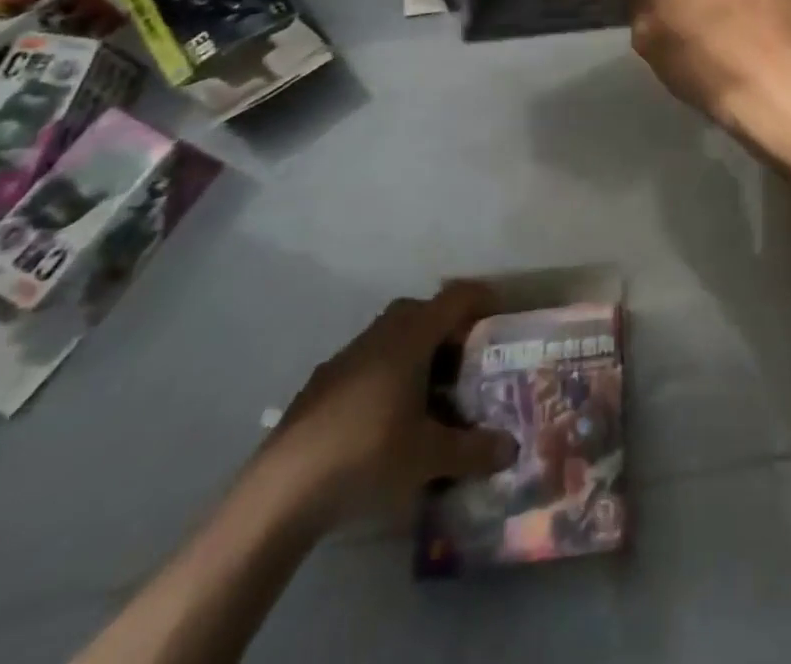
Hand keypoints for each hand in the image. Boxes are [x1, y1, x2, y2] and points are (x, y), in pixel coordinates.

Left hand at [261, 285, 516, 528]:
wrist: (278, 494)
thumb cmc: (366, 456)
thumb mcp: (429, 457)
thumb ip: (475, 449)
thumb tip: (511, 448)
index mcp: (411, 336)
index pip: (457, 296)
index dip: (483, 300)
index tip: (501, 321)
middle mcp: (381, 333)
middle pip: (424, 311)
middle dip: (449, 331)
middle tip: (468, 364)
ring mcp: (346, 357)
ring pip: (393, 337)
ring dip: (417, 354)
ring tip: (432, 397)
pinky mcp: (321, 384)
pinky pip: (368, 362)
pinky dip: (388, 376)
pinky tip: (387, 421)